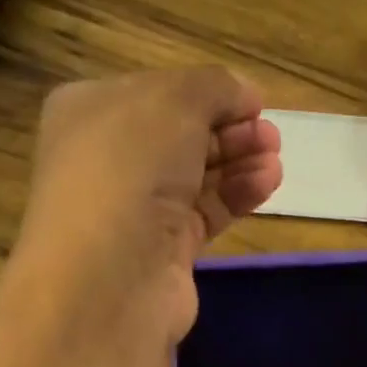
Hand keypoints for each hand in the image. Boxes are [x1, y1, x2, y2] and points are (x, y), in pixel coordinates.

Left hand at [13, 68, 282, 346]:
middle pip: (180, 135)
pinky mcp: (164, 252)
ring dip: (239, 162)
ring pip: (196, 176)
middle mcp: (109, 161)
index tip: (254, 101)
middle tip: (271, 134)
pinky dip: (236, 195)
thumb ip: (214, 88)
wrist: (110, 278)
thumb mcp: (173, 103)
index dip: (207, 93)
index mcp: (91, 112)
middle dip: (229, 129)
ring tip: (275, 157)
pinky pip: (206, 213)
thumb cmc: (129, 170)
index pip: (158, 93)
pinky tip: (267, 182)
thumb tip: (243, 95)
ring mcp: (136, 210)